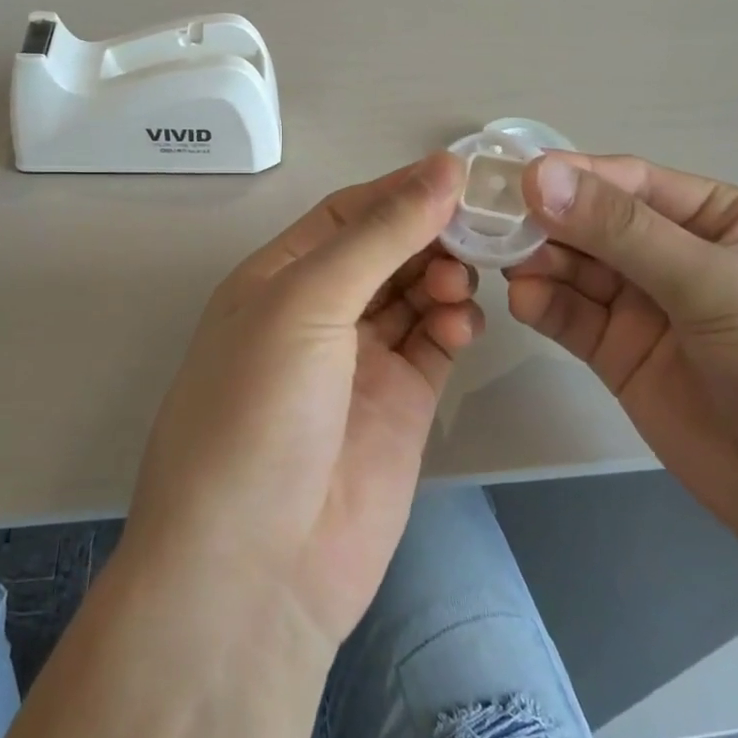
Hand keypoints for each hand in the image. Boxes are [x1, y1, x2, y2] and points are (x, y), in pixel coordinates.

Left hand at [124, 152, 481, 648]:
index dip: (401, 189)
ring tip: (459, 284)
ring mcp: (361, 361)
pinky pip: (435, 343)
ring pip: (416, 293)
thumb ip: (380, 235)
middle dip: (430, 233)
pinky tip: (463, 325)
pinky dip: (454, 324)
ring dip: (444, 276)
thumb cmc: (260, 413)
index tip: (462, 173)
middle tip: (480, 226)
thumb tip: (444, 167)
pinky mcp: (400, 404)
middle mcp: (319, 314)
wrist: (257, 570)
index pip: (348, 213)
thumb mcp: (307, 304)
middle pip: (387, 250)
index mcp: (279, 279)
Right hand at [506, 153, 737, 566]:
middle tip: (494, 227)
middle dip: (547, 222)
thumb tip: (539, 176)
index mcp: (714, 218)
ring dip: (538, 262)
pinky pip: (570, 317)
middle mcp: (672, 254)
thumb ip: (624, 232)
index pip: (629, 183)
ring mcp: (642, 307)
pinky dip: (543, 304)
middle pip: (591, 223)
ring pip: (573, 268)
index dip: (572, 177)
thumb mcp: (715, 285)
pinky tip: (524, 302)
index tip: (514, 180)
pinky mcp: (618, 354)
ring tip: (506, 267)